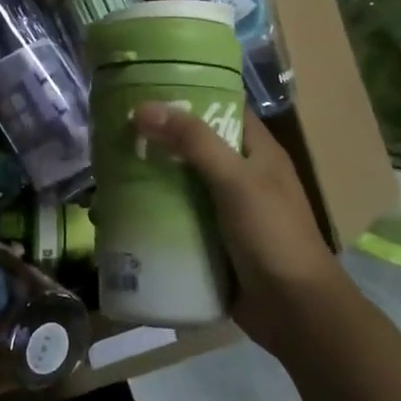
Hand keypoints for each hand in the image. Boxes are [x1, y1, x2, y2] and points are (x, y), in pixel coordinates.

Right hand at [134, 103, 343, 355]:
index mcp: (258, 152)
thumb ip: (194, 142)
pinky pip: (177, 219)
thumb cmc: (273, 236)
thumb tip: (144, 107)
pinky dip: (152, 214)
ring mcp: (226, 211)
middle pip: (194, 147)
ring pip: (181, 185)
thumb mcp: (236, 181)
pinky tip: (120, 214)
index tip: (146, 88)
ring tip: (107, 172)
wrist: (294, 312)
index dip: (189, 95)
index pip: (223, 108)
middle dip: (157, 140)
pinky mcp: (211, 242)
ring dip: (149, 179)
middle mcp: (242, 176)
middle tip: (114, 132)